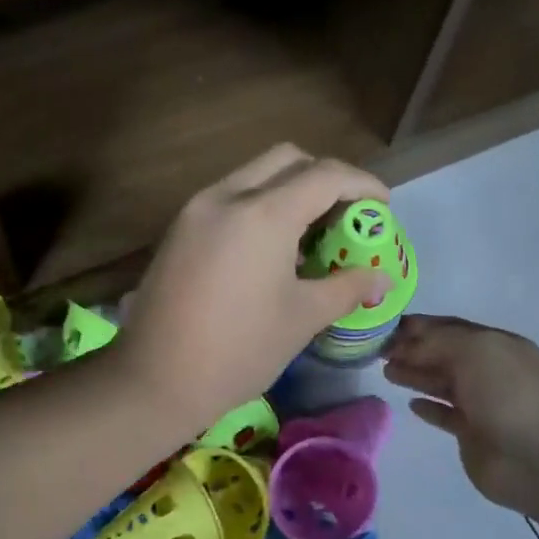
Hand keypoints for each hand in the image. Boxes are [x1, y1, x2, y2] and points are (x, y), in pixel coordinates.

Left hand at [117, 145, 391, 437]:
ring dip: (287, 191)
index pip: (325, 174)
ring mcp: (195, 209)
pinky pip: (227, 198)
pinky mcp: (177, 229)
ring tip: (307, 237)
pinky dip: (257, 207)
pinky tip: (268, 250)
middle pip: (286, 159)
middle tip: (343, 217)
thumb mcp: (302, 318)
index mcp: (263, 214)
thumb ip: (346, 287)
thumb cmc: (238, 350)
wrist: (155, 378)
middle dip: (323, 177)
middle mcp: (226, 196)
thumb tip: (381, 279)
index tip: (382, 207)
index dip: (363, 184)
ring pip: (252, 175)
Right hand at [383, 315, 538, 517]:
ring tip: (387, 373)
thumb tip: (405, 346)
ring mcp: (482, 403)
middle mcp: (489, 370)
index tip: (384, 327)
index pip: (450, 327)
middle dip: (411, 350)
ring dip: (415, 375)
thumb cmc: (509, 394)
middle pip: (443, 354)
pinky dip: (428, 408)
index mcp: (495, 344)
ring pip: (441, 383)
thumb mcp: (474, 350)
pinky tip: (411, 404)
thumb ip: (436, 342)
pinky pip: (445, 415)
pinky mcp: (473, 434)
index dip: (418, 326)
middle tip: (377, 351)